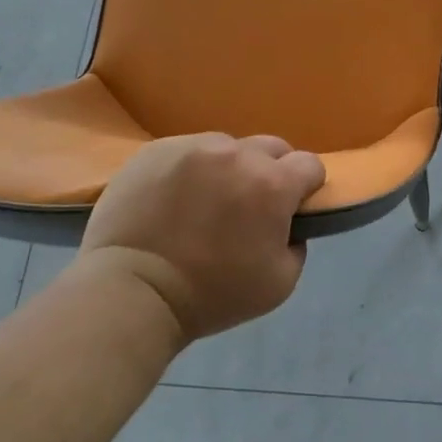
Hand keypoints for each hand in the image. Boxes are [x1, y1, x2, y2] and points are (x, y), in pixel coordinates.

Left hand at [80, 133, 325, 341]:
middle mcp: (239, 154)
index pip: (310, 164)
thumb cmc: (211, 295)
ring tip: (205, 200)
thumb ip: (297, 244)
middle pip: (272, 148)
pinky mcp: (158, 149)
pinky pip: (189, 150)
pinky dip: (191, 169)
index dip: (306, 186)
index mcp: (273, 184)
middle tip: (250, 204)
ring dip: (228, 168)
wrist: (131, 292)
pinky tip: (174, 198)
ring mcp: (195, 147)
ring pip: (228, 147)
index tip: (292, 206)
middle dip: (271, 171)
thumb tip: (288, 223)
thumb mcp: (280, 284)